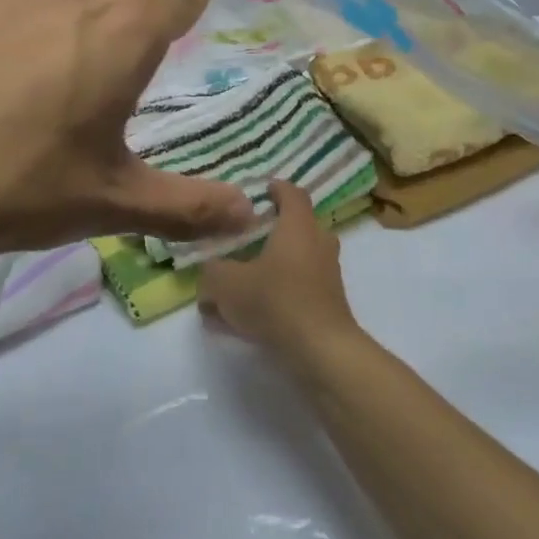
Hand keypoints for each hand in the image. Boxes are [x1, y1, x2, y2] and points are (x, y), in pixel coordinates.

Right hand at [200, 180, 363, 358]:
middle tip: (244, 239)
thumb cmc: (274, 301)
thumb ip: (212, 272)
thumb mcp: (226, 283)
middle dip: (271, 232)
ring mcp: (328, 274)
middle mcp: (319, 243)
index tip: (260, 191)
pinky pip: (298, 289)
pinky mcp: (328, 303)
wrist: (320, 349)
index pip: (292, 193)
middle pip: (296, 227)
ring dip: (271, 267)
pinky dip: (277, 294)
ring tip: (240, 283)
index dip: (276, 189)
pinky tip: (248, 317)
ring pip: (297, 261)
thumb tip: (210, 273)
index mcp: (298, 226)